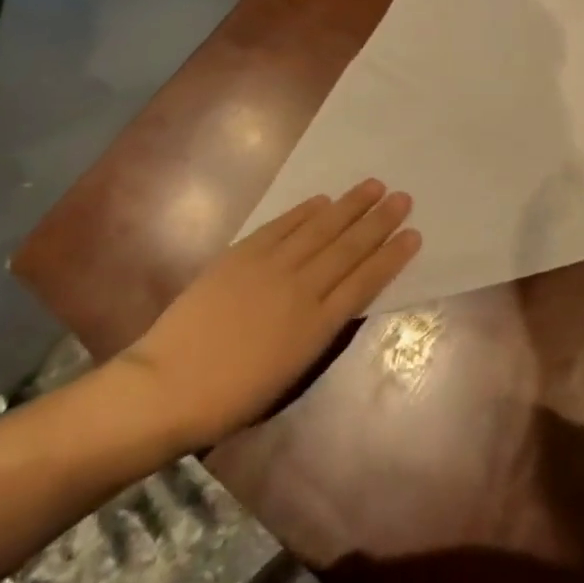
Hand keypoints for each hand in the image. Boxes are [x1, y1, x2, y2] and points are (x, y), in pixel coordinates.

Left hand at [116, 181, 420, 446]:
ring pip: (320, 229)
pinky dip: (304, 212)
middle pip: (348, 248)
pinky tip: (322, 200)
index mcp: (316, 327)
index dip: (391, 256)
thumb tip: (336, 299)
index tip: (413, 233)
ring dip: (349, 206)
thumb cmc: (231, 396)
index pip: (365, 282)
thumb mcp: (290, 372)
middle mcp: (301, 289)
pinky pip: (282, 226)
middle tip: (402, 197)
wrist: (169, 384)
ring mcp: (270, 267)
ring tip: (372, 186)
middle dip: (378, 222)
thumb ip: (317, 331)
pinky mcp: (242, 254)